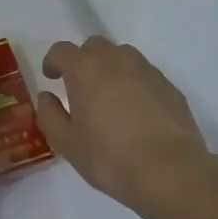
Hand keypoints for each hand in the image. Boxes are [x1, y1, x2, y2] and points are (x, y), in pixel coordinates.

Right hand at [36, 37, 212, 209]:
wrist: (169, 171)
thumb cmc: (109, 157)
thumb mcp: (66, 143)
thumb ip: (50, 115)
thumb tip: (47, 97)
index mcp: (85, 69)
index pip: (62, 50)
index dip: (53, 61)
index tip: (51, 77)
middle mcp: (116, 60)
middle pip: (94, 46)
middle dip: (83, 60)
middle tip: (80, 86)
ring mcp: (147, 71)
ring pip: (123, 57)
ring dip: (111, 68)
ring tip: (110, 97)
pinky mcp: (170, 87)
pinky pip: (145, 75)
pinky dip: (135, 84)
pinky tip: (137, 112)